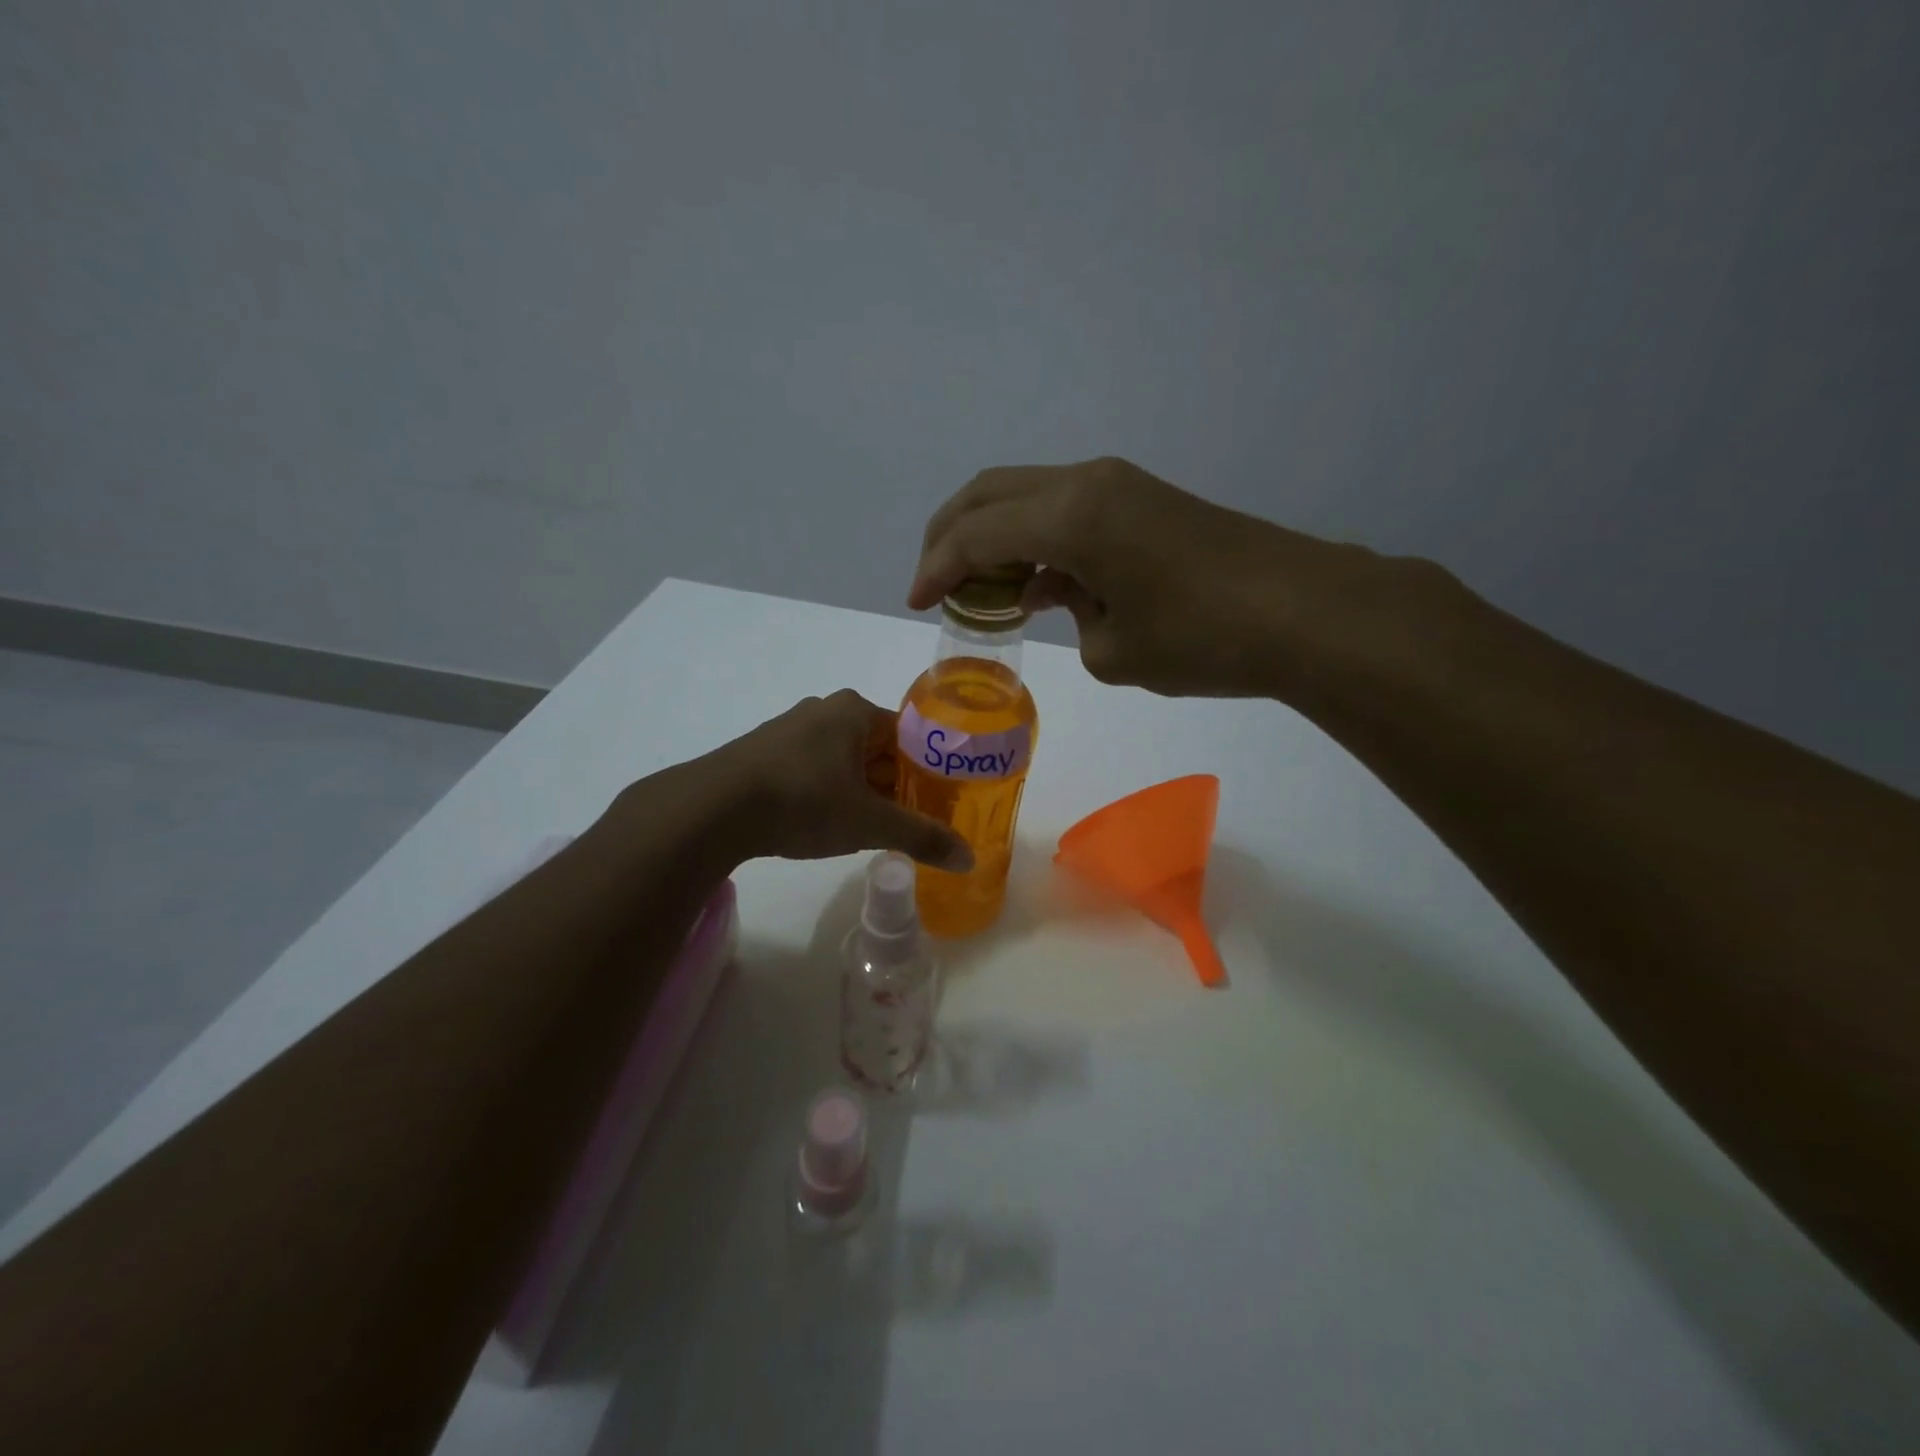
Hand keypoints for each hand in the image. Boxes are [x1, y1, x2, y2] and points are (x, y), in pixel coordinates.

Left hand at [701, 690, 973, 869]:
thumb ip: (921, 837)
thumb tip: (969, 859)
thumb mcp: (870, 823)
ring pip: (842, 760)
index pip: (909, 736)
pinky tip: (822, 823)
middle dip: (893, 784)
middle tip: (907, 822)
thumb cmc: (804, 801)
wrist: (714, 809)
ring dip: (859, 790)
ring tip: (868, 828)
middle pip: (876, 748)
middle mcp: (823, 710)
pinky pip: (810, 768)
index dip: (926, 771)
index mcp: (855, 711)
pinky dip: (826, 792)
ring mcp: (788, 729)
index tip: (936, 804)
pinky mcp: (762, 752)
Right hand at [910, 456, 1387, 700]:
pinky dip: (1036, 540)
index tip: (915, 602)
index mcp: (1070, 515)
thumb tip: (1073, 596)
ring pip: (1028, 496)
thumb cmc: (1202, 638)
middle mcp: (1087, 483)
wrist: (1305, 611)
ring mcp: (1120, 486)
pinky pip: (1067, 510)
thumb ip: (1072, 619)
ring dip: (995, 535)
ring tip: (981, 588)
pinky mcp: (1145, 500)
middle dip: (951, 535)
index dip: (936, 568)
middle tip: (934, 580)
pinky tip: (1039, 585)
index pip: (976, 534)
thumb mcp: (1114, 651)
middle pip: (991, 493)